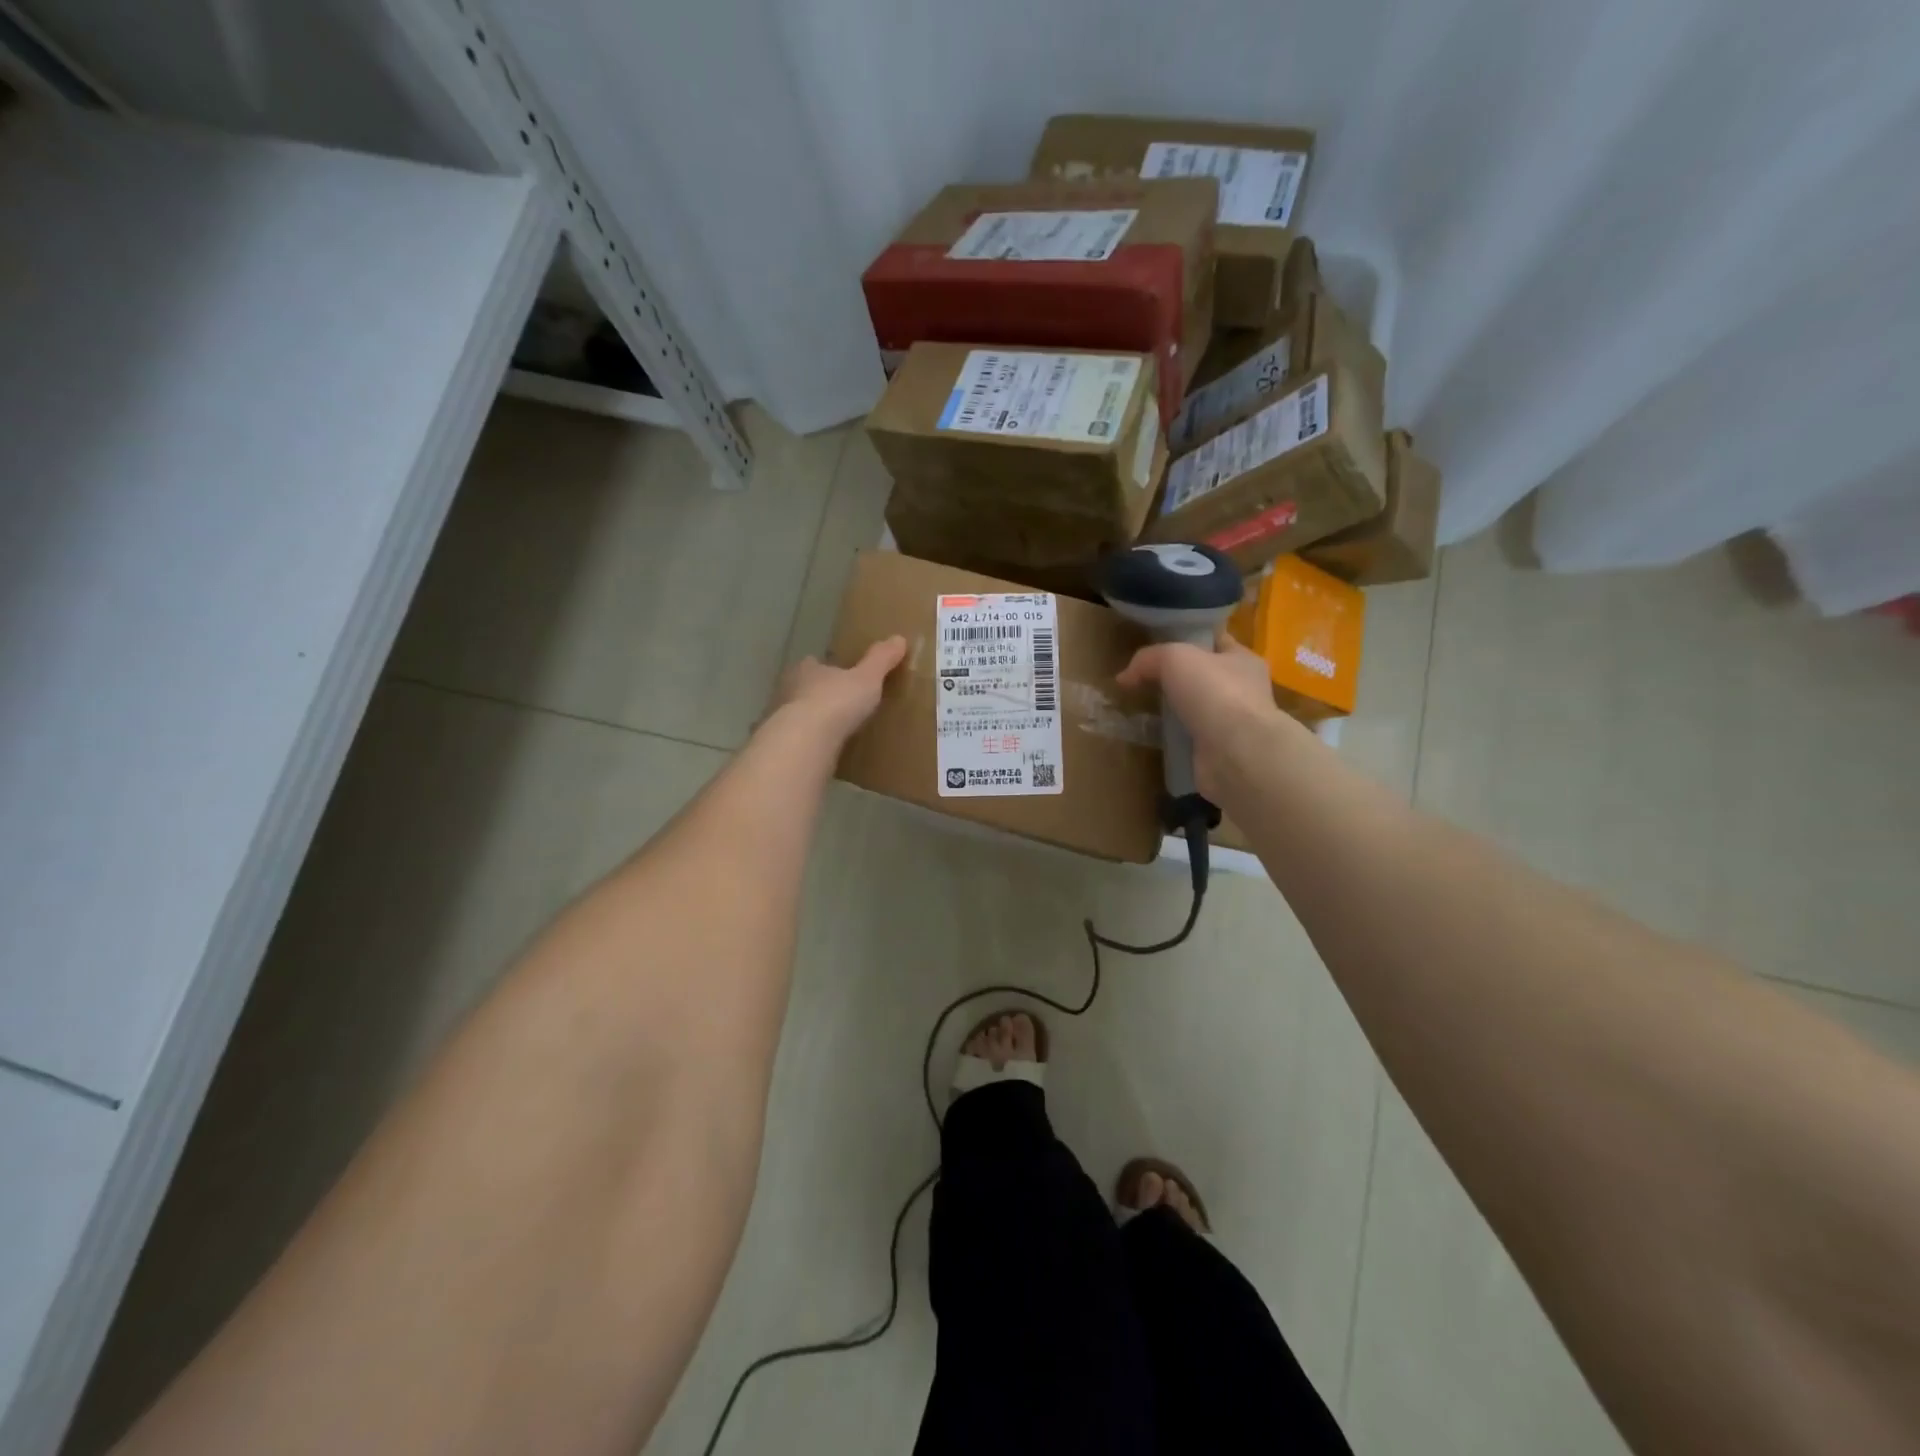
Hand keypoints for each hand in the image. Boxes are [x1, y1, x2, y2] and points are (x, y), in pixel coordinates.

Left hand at [768, 636, 907, 744]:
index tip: (841, 675)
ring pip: (799, 715)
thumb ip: (881, 660)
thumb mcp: (867, 678)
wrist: (805, 741)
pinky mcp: (784, 746)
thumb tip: (899, 638)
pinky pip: (799, 740)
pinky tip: (825, 751)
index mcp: (807, 669)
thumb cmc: (836, 701)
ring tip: (835, 730)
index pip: (814, 663)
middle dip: (818, 694)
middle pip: (803, 688)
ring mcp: (781, 719)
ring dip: (813, 720)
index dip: (827, 668)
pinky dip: (810, 743)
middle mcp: (789, 690)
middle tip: (840, 704)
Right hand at [1116, 636, 1299, 801]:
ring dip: (1171, 709)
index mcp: (1242, 660)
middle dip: (1175, 677)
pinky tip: (1150, 735)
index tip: (1157, 644)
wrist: (1236, 753)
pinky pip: (1188, 737)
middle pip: (1201, 676)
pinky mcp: (1217, 751)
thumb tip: (1124, 677)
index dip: (1187, 638)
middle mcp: (1242, 690)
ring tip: (1139, 708)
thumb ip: (1148, 659)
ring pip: (1194, 708)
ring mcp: (1231, 723)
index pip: (1214, 641)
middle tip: (1141, 679)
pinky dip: (1171, 737)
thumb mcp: (1174, 658)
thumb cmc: (1214, 692)